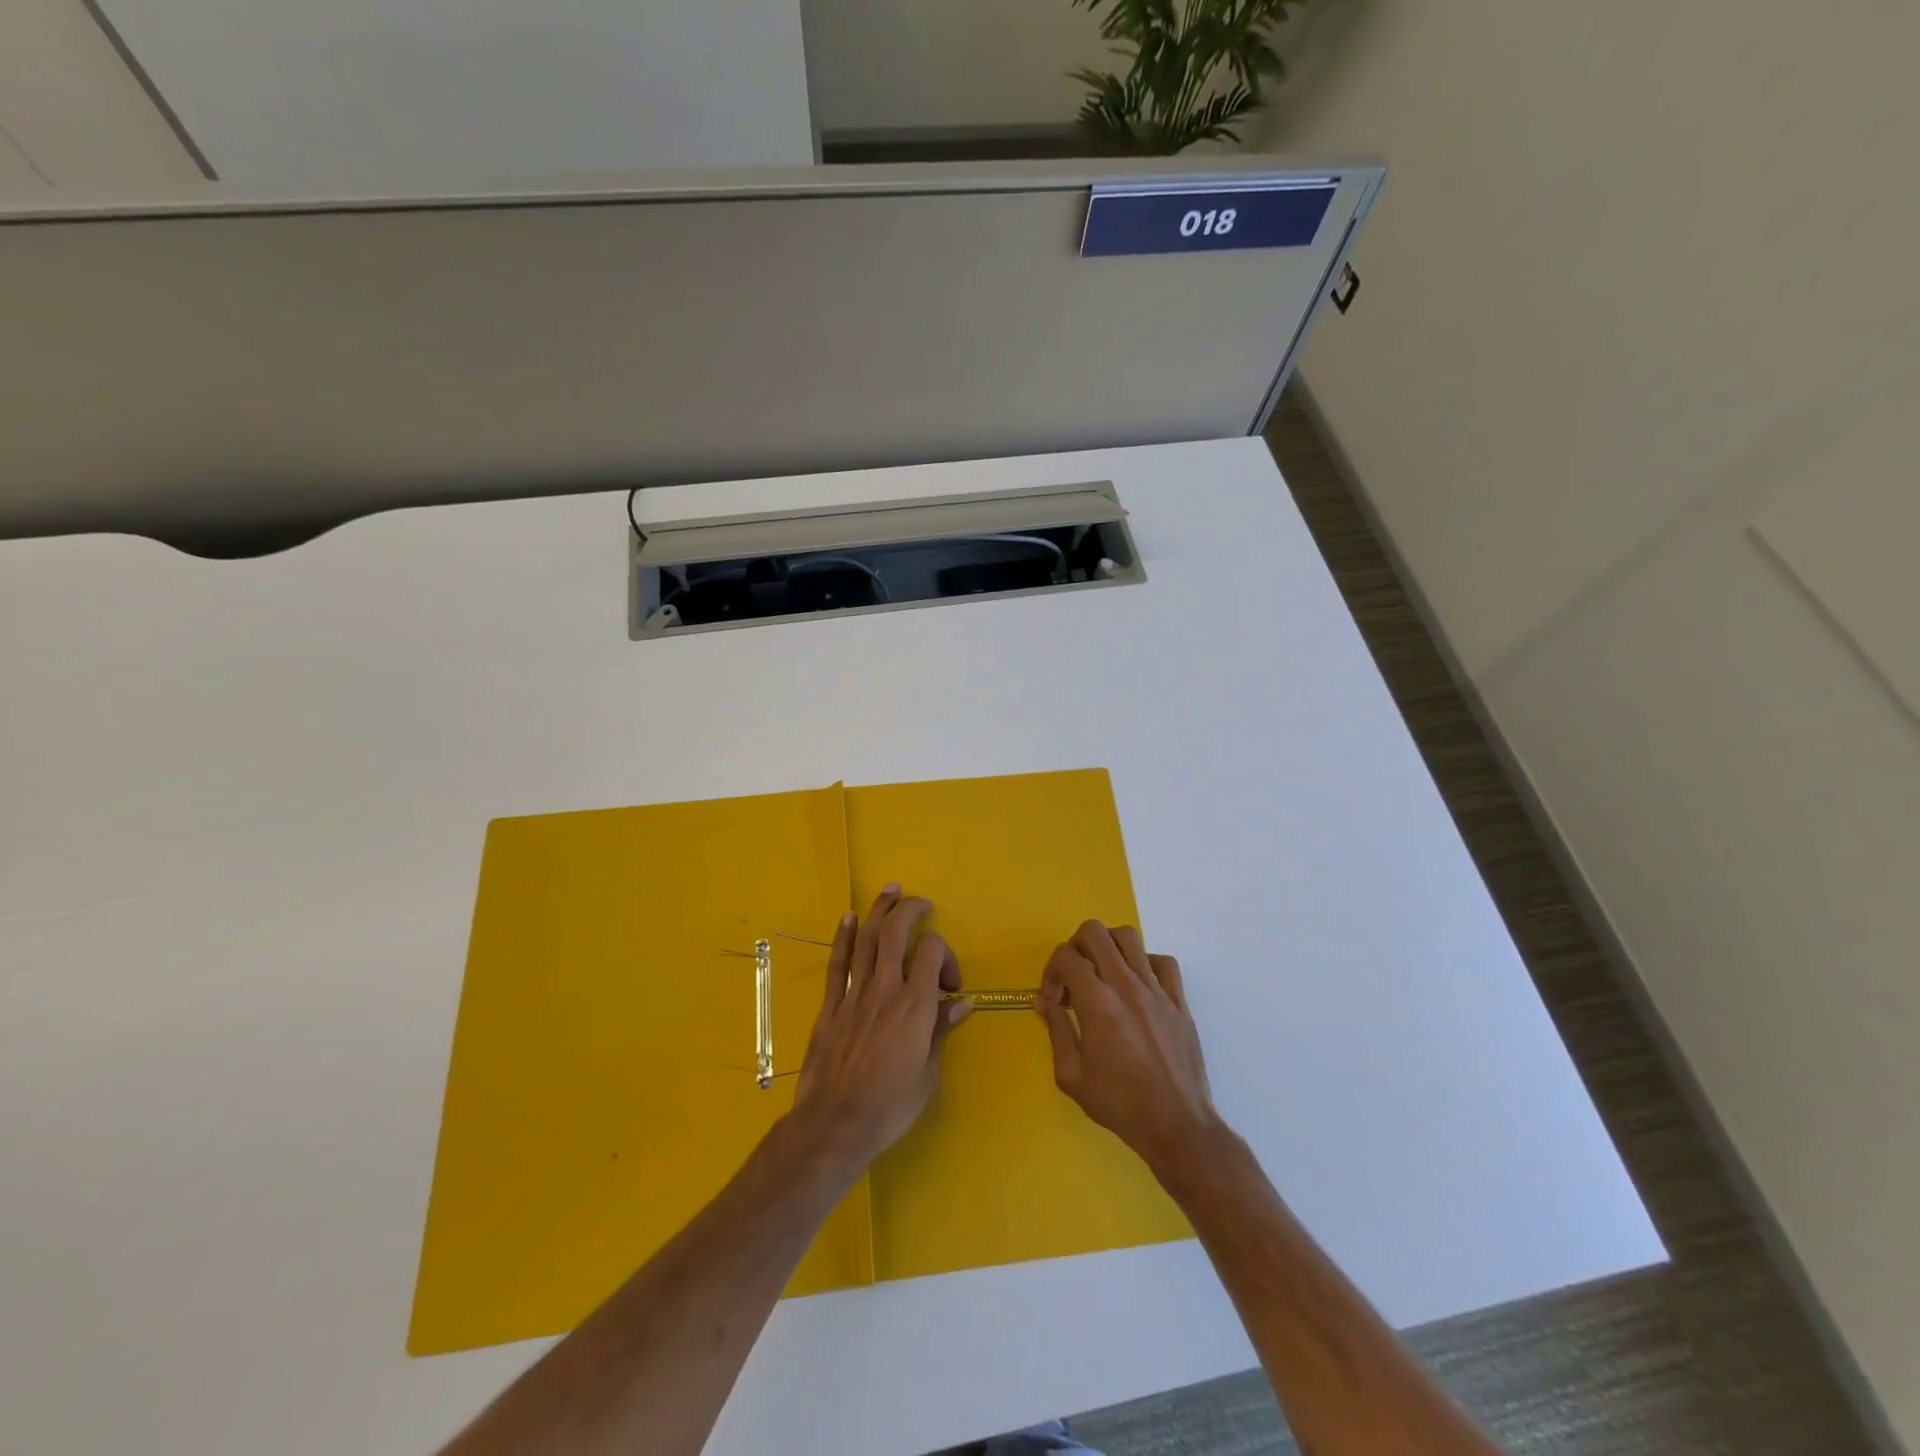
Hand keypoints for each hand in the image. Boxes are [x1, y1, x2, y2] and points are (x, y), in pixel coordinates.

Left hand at [792, 885, 970, 1174]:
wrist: (835, 1124)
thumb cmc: (890, 1105)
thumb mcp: (928, 1074)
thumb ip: (941, 1030)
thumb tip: (961, 1003)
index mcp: (915, 1005)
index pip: (931, 951)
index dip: (945, 954)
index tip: (949, 984)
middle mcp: (885, 989)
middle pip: (895, 932)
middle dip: (909, 909)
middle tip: (920, 902)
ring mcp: (855, 994)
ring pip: (866, 939)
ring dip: (878, 911)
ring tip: (889, 891)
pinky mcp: (831, 1006)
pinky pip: (838, 963)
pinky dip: (843, 937)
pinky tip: (848, 918)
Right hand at [1037, 920, 1220, 1176]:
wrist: (1177, 1126)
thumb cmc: (1120, 1104)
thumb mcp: (1072, 1076)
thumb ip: (1056, 1030)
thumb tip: (1045, 1001)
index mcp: (1098, 1004)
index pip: (1066, 957)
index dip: (1051, 972)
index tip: (1053, 1000)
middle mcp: (1127, 986)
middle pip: (1095, 933)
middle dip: (1075, 947)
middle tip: (1073, 976)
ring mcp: (1157, 990)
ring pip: (1129, 937)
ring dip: (1108, 947)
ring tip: (1103, 974)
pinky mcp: (1179, 1001)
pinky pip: (1163, 962)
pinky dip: (1145, 963)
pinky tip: (1137, 986)